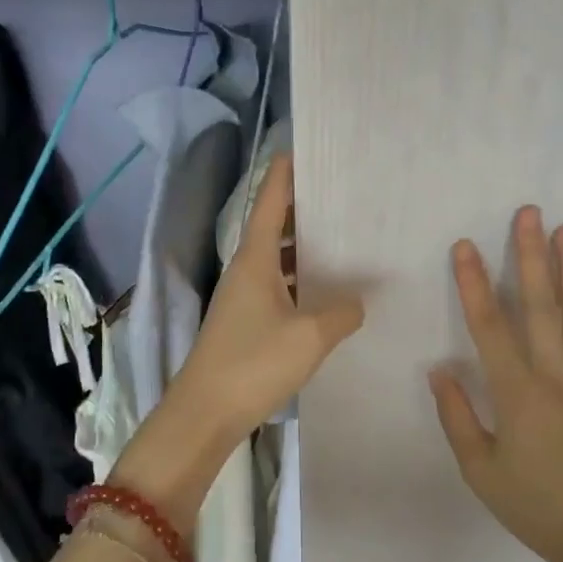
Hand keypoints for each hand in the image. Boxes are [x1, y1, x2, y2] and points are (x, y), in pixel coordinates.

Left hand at [114, 153, 364, 530]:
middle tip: (343, 196)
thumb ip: (341, 312)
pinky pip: (277, 284)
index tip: (303, 148)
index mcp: (255, 258)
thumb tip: (358, 300)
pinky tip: (325, 291)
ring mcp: (243, 296)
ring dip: (304, 246)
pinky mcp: (245, 321)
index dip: (285, 173)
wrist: (204, 413)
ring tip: (344, 238)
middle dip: (304, 208)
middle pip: (274, 224)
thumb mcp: (309, 337)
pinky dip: (299, 278)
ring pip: (277, 257)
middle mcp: (246, 268)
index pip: (270, 200)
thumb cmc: (253, 363)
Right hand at [430, 206, 562, 561]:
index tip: (465, 246)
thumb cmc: (533, 506)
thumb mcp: (480, 470)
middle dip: (532, 256)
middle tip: (530, 213)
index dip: (475, 284)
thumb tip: (440, 368)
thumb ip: (456, 416)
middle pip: (541, 306)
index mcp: (518, 394)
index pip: (490, 327)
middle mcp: (556, 377)